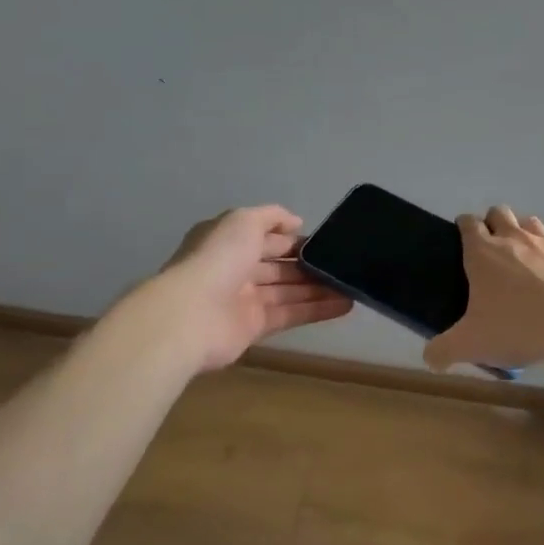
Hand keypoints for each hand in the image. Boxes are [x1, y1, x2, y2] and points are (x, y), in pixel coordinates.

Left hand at [143, 206, 352, 372]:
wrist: (190, 316)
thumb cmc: (217, 259)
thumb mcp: (243, 221)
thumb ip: (271, 216)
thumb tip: (296, 222)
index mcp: (229, 242)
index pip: (267, 238)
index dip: (293, 238)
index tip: (325, 240)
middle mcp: (236, 269)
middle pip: (279, 266)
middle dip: (309, 264)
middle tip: (343, 264)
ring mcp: (245, 300)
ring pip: (288, 291)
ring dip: (319, 288)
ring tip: (352, 285)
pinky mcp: (255, 327)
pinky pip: (291, 314)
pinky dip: (317, 310)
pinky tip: (345, 305)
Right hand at [423, 206, 543, 372]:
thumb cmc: (519, 326)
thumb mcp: (472, 345)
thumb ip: (444, 350)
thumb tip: (429, 358)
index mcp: (484, 252)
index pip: (468, 223)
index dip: (464, 227)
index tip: (462, 240)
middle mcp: (515, 238)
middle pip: (499, 213)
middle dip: (493, 224)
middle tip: (492, 252)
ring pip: (530, 223)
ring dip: (523, 234)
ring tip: (524, 261)